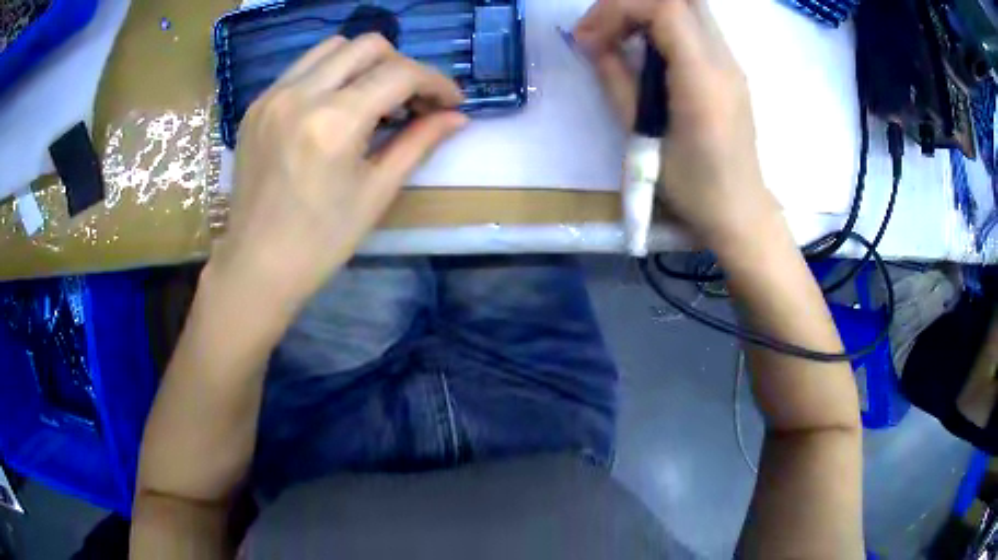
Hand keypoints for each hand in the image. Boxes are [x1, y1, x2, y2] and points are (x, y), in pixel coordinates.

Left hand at [210, 34, 466, 313]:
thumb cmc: (321, 241)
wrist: (257, 265)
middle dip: (401, 66)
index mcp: (334, 122)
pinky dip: (330, 75)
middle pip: (368, 45)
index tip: (450, 102)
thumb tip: (458, 117)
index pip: (400, 74)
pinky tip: (336, 108)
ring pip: (333, 47)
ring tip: (373, 100)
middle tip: (411, 101)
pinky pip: (302, 68)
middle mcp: (300, 95)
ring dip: (364, 64)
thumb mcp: (377, 192)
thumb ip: (419, 143)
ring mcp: (272, 96)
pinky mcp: (256, 105)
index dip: (435, 82)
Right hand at [575, 0, 779, 247]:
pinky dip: (661, 25)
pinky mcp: (729, 69)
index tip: (590, 38)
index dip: (619, 9)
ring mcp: (731, 62)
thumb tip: (592, 44)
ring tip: (618, 39)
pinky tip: (645, 52)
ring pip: (688, 7)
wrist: (740, 211)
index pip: (664, 7)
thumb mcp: (643, 136)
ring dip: (646, 12)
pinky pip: (694, 26)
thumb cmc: (693, 187)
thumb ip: (616, 79)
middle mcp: (724, 60)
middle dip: (632, 4)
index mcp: (703, 78)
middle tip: (603, 30)